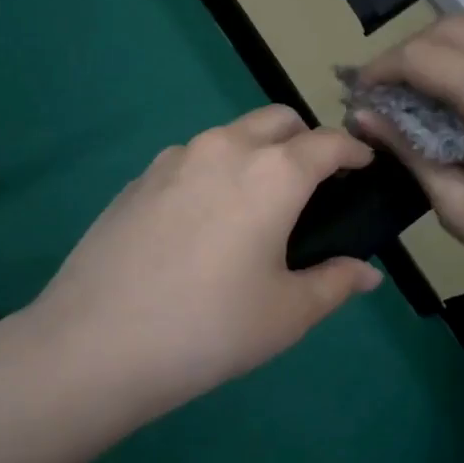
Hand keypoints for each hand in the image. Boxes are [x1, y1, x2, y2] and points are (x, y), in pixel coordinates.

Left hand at [22, 104, 382, 411]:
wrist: (97, 341)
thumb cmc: (209, 328)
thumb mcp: (286, 314)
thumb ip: (334, 283)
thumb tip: (366, 274)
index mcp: (272, 173)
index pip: (328, 143)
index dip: (354, 152)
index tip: (365, 167)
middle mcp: (224, 148)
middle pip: (277, 120)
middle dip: (305, 140)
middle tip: (312, 187)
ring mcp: (174, 159)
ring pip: (230, 136)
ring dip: (256, 153)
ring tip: (254, 207)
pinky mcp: (139, 178)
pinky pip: (191, 159)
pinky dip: (214, 172)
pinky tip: (202, 223)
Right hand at [354, 4, 463, 347]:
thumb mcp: (461, 208)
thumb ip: (409, 150)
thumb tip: (364, 116)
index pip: (421, 56)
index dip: (380, 70)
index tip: (356, 95)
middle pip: (452, 27)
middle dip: (407, 52)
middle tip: (385, 92)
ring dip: (445, 40)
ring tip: (424, 82)